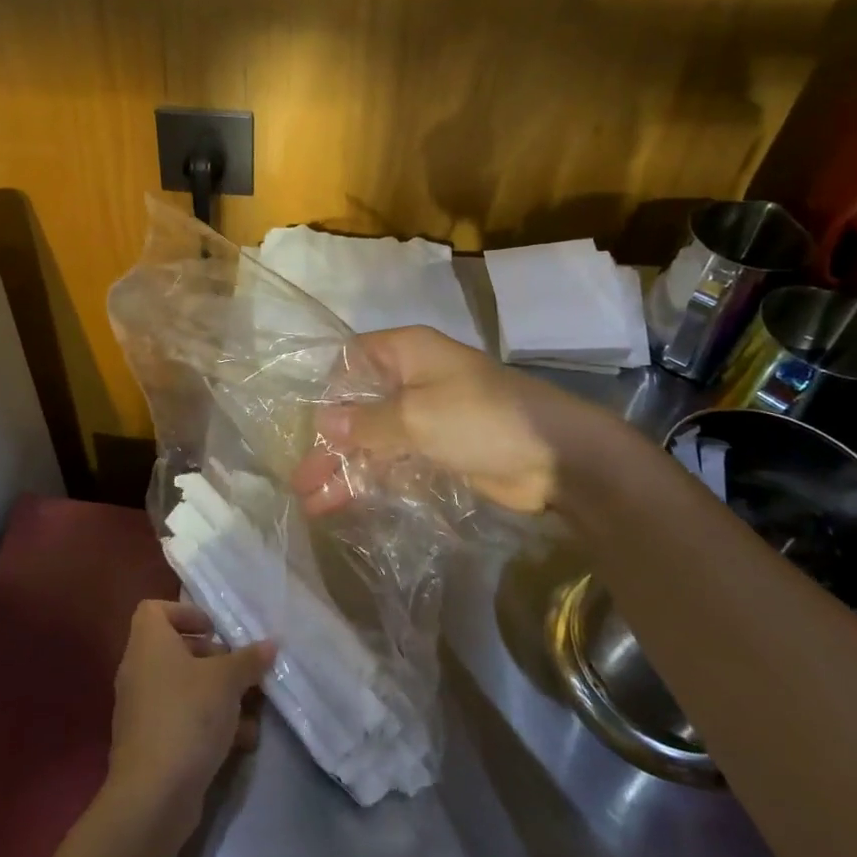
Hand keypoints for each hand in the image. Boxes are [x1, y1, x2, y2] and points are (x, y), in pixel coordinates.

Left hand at [107, 601, 273, 825]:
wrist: (153, 796)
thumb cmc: (188, 716)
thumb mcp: (227, 681)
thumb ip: (249, 659)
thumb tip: (270, 644)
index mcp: (148, 644)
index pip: (154, 609)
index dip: (185, 613)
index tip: (215, 630)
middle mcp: (139, 671)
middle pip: (175, 649)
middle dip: (213, 659)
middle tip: (241, 670)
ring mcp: (141, 710)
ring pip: (183, 688)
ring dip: (218, 695)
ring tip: (251, 709)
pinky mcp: (150, 744)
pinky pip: (181, 719)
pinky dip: (208, 724)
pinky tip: (242, 741)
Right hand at [292, 325, 614, 513]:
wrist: (556, 457)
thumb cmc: (483, 419)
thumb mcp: (417, 416)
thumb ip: (367, 422)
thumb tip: (324, 423)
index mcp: (407, 353)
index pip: (352, 360)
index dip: (329, 390)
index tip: (309, 424)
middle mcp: (412, 380)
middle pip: (359, 407)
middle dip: (330, 443)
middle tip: (299, 479)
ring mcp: (426, 417)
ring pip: (374, 439)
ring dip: (346, 468)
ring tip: (312, 503)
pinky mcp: (439, 450)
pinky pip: (395, 461)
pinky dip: (372, 479)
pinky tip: (345, 503)